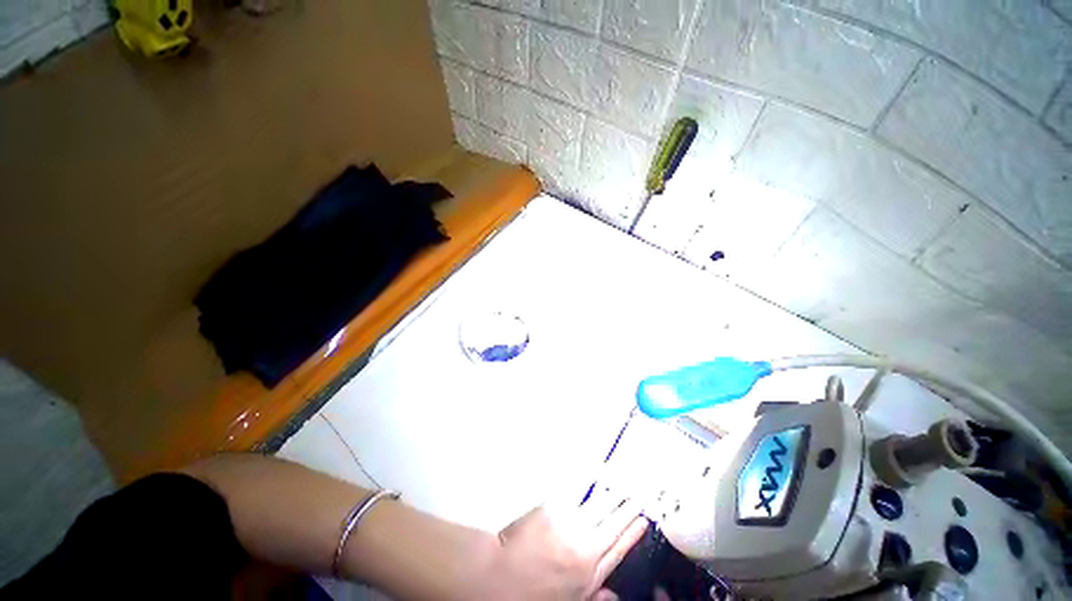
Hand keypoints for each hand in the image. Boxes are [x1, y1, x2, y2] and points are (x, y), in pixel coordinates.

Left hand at [482, 491, 648, 599]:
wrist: (497, 576)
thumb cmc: (531, 594)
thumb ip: (594, 596)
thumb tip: (614, 595)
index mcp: (589, 572)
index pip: (619, 548)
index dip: (633, 533)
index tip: (644, 520)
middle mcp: (585, 545)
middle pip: (612, 522)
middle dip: (627, 507)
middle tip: (638, 494)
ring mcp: (569, 522)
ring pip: (598, 504)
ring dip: (612, 494)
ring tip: (622, 485)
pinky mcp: (553, 506)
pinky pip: (576, 490)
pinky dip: (588, 481)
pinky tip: (596, 473)